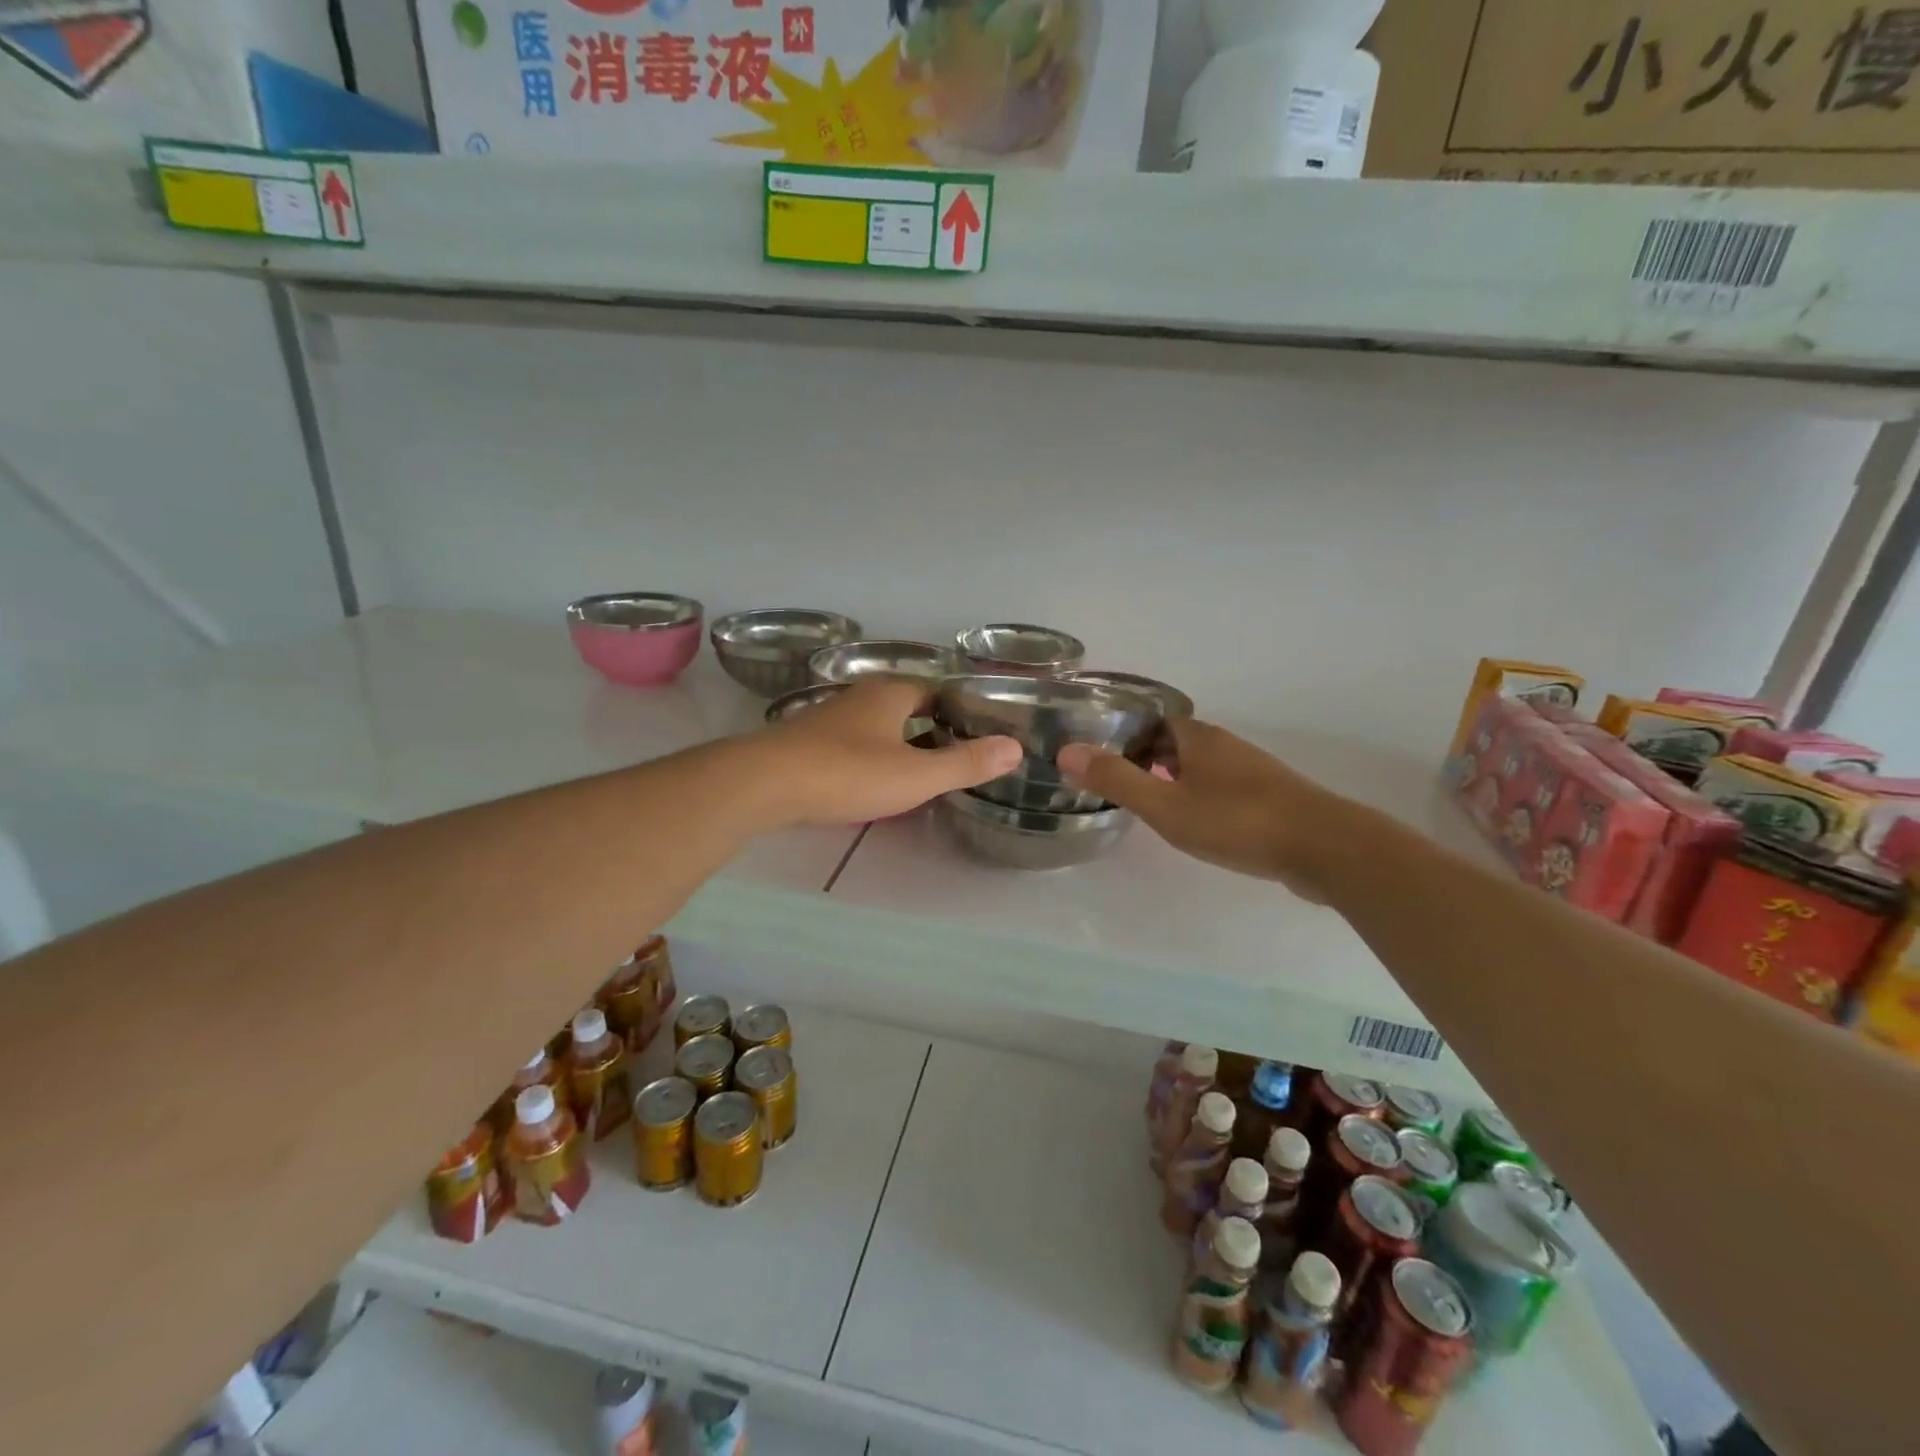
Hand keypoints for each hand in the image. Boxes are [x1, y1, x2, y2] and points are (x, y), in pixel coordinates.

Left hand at [757, 678, 1021, 826]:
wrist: (766, 783)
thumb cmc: (849, 772)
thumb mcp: (917, 774)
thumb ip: (966, 763)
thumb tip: (1014, 748)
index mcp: (892, 693)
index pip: (935, 691)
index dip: (958, 710)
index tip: (977, 733)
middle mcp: (861, 696)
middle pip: (905, 706)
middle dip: (928, 726)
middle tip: (953, 756)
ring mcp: (830, 717)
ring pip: (875, 724)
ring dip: (896, 742)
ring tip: (918, 771)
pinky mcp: (806, 741)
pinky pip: (850, 743)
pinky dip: (868, 755)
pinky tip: (869, 779)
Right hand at [1057, 719, 1341, 897]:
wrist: (1324, 848)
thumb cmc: (1236, 821)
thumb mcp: (1165, 805)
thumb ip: (1116, 780)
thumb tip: (1067, 751)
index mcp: (1198, 738)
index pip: (1153, 723)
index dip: (1127, 738)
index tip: (1104, 763)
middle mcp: (1226, 745)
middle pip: (1177, 743)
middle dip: (1148, 760)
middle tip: (1121, 788)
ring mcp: (1253, 771)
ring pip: (1201, 767)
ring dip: (1175, 780)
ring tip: (1152, 808)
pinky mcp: (1272, 799)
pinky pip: (1224, 788)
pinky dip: (1202, 797)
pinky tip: (1199, 826)